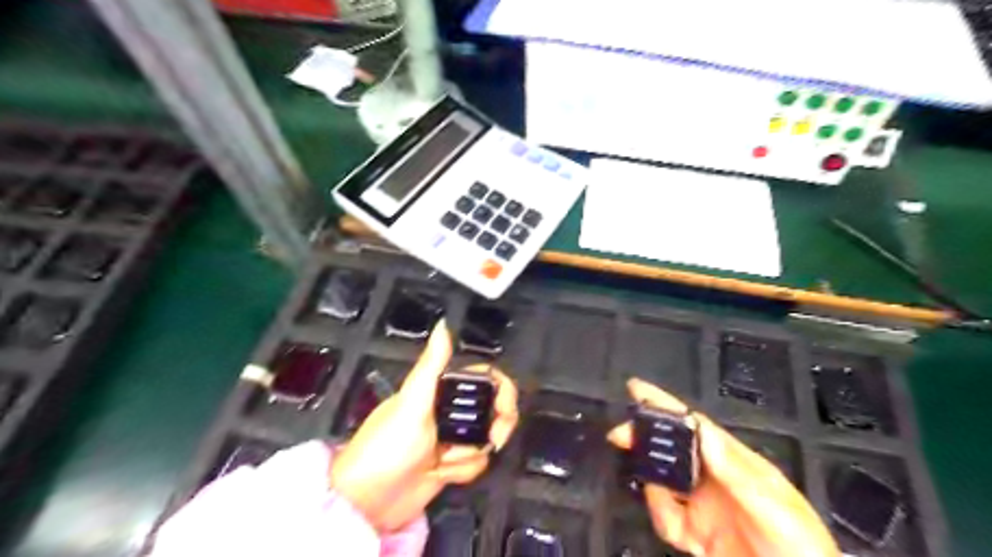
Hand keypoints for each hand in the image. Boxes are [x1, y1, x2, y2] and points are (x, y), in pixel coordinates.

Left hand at [330, 324, 518, 532]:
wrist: (369, 501)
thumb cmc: (387, 446)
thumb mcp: (411, 402)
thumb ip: (432, 365)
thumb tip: (443, 324)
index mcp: (441, 389)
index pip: (485, 379)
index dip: (502, 392)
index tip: (504, 410)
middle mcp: (450, 410)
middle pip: (494, 410)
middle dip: (492, 430)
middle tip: (488, 442)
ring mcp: (452, 437)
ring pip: (486, 439)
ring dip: (469, 455)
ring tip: (443, 461)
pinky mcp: (452, 463)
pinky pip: (476, 463)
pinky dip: (462, 471)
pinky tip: (440, 474)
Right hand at [610, 379, 839, 556]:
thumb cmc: (800, 551)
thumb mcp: (775, 511)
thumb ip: (737, 474)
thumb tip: (704, 432)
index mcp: (735, 463)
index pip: (695, 426)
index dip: (666, 405)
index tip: (637, 388)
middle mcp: (714, 478)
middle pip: (671, 447)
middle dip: (645, 439)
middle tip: (620, 436)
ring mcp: (703, 505)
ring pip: (662, 482)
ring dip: (658, 494)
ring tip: (676, 519)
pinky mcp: (695, 533)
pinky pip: (665, 518)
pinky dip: (664, 521)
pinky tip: (685, 539)